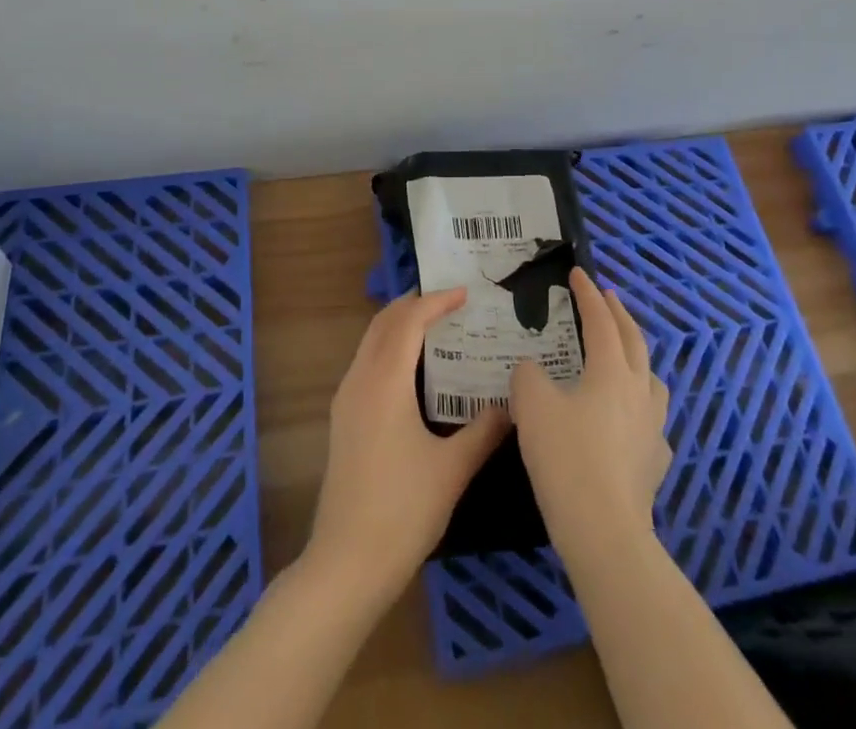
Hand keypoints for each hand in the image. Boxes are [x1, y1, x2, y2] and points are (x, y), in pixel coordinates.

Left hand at [305, 288, 510, 604]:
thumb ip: (484, 430)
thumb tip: (512, 405)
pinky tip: (414, 370)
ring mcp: (346, 400)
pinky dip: (390, 348)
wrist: (347, 563)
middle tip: (450, 301)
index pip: (409, 321)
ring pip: (371, 341)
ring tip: (437, 328)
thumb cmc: (403, 510)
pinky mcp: (343, 419)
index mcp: (385, 382)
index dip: (436, 301)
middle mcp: (360, 380)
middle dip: (414, 304)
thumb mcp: (453, 469)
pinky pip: (366, 362)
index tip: (465, 293)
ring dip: (400, 325)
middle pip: (384, 322)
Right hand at [512, 268, 671, 564]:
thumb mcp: (531, 406)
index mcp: (610, 370)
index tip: (579, 273)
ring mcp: (653, 427)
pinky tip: (629, 421)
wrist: (604, 531)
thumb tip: (533, 370)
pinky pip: (652, 422)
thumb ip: (528, 376)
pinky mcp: (656, 462)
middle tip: (607, 296)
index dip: (588, 294)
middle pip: (633, 340)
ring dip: (637, 357)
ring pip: (652, 379)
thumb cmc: (566, 458)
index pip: (600, 320)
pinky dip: (640, 408)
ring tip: (624, 355)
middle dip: (618, 314)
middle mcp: (638, 390)